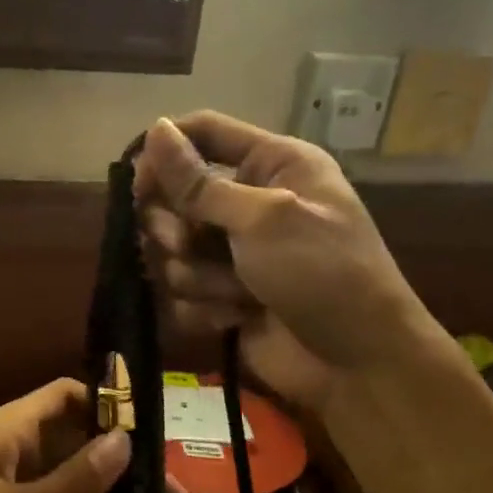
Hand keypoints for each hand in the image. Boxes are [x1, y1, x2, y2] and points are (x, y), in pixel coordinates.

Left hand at [0, 379, 186, 492]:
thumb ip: (71, 480)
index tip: (151, 438)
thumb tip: (125, 442)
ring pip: (57, 470)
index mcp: (10, 427)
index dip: (109, 406)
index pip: (68, 394)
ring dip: (92, 489)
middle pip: (69, 435)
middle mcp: (8, 442)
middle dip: (111, 457)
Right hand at [133, 112, 438, 410]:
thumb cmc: (323, 273)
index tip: (137, 183)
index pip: (203, 133)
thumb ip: (199, 182)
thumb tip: (154, 129)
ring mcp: (231, 253)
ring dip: (197, 276)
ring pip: (171, 252)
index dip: (165, 152)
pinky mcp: (221, 296)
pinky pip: (180, 294)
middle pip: (174, 197)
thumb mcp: (263, 218)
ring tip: (237, 293)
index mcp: (270, 165)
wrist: (355, 363)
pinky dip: (203, 308)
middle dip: (175, 228)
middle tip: (188, 245)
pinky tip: (236, 318)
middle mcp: (247, 202)